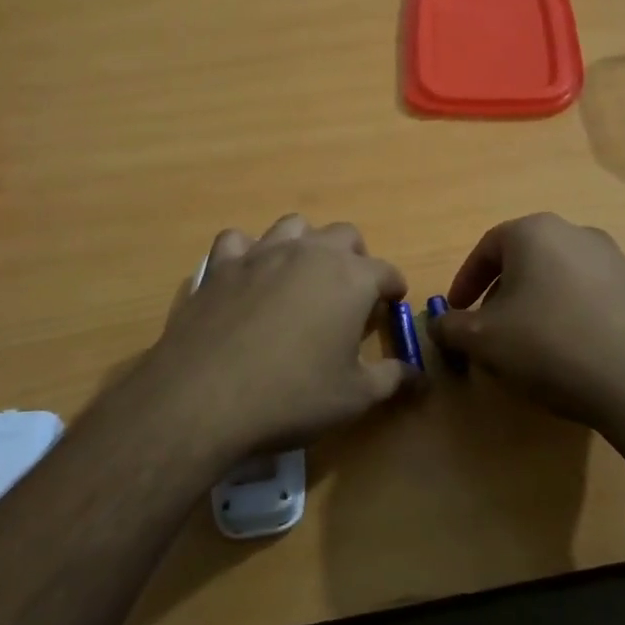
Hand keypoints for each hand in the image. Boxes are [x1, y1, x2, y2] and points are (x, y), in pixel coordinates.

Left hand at [122, 215, 413, 460]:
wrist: (205, 398)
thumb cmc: (292, 396)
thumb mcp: (355, 397)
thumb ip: (392, 378)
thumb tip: (418, 376)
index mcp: (351, 278)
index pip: (386, 271)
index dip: (393, 288)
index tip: (391, 306)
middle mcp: (309, 253)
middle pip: (344, 235)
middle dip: (355, 258)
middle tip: (350, 292)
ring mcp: (261, 253)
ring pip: (294, 226)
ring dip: (306, 245)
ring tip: (302, 277)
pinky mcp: (220, 266)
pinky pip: (238, 241)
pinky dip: (248, 252)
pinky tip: (248, 277)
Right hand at [429, 213, 624, 436]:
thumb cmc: (550, 347)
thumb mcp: (482, 340)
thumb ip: (450, 326)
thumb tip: (438, 324)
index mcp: (535, 232)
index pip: (487, 248)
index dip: (465, 281)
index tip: (456, 311)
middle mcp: (577, 233)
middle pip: (524, 260)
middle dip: (500, 294)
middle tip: (489, 330)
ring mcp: (615, 259)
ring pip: (558, 277)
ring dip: (536, 304)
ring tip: (529, 345)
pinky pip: (590, 296)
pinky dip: (570, 315)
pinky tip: (570, 352)